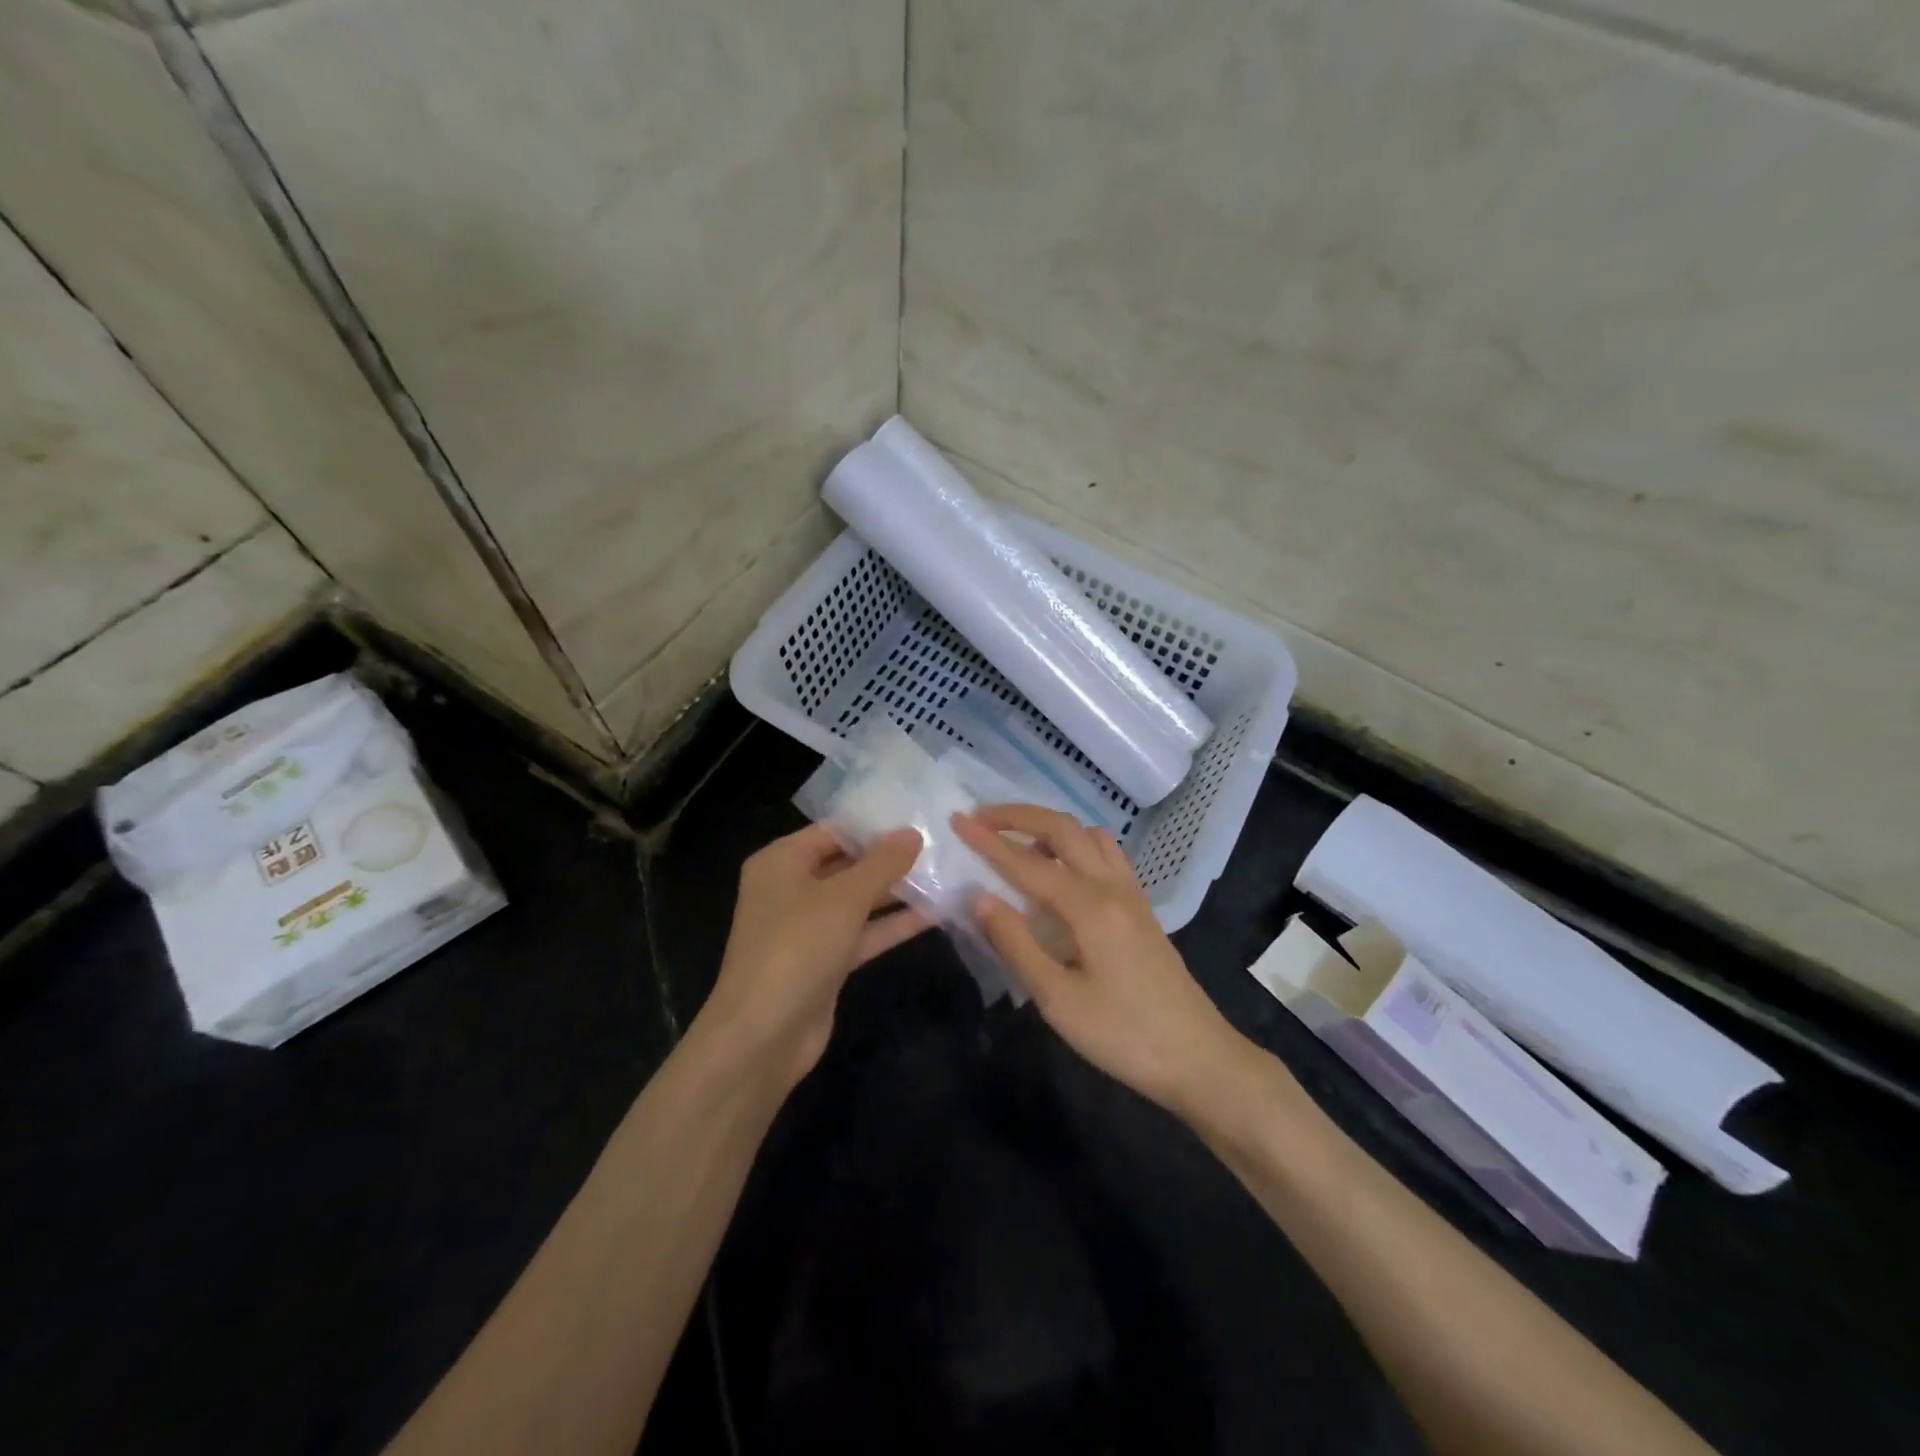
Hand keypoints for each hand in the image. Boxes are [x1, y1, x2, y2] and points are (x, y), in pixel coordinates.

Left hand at [696, 824, 929, 1089]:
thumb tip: (912, 833)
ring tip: (945, 875)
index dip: (874, 826)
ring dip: (897, 891)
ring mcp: (808, 928)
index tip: (919, 819)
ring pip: (858, 900)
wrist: (763, 1036)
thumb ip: (882, 863)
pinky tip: (935, 914)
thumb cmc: (797, 948)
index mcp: (781, 862)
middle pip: (846, 864)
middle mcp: (791, 889)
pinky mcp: (826, 960)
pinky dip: (893, 924)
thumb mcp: (844, 897)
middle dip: (890, 858)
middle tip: (939, 845)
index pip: (833, 831)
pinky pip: (863, 932)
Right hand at [952, 805, 1250, 1114]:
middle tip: (982, 818)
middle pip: (1064, 829)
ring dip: (1051, 828)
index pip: (1028, 863)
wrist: (1199, 1058)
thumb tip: (979, 897)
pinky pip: (1107, 855)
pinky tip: (1062, 871)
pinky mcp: (1141, 909)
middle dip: (1020, 817)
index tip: (957, 821)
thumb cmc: (1123, 1036)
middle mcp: (1112, 887)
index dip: (989, 841)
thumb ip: (1016, 944)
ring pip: (1090, 836)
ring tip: (1019, 844)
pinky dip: (1076, 845)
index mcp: (1090, 906)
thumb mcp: (1058, 1000)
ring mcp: (1132, 895)